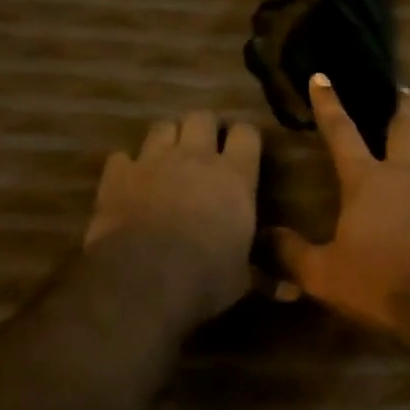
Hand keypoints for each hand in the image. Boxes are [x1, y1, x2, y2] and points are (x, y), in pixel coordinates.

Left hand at [86, 110, 261, 326]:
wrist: (142, 279)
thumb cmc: (204, 278)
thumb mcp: (241, 279)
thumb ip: (261, 273)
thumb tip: (292, 293)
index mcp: (235, 176)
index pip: (247, 133)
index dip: (244, 137)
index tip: (243, 149)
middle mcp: (195, 157)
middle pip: (202, 116)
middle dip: (205, 127)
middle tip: (205, 147)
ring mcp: (153, 161)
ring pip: (162, 126)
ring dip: (168, 138)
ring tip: (168, 156)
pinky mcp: (117, 175)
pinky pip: (121, 157)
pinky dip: (127, 166)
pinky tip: (129, 181)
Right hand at [273, 76, 409, 346]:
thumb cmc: (380, 280)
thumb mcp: (324, 273)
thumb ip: (291, 254)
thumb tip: (262, 237)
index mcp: (367, 180)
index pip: (342, 132)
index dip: (328, 104)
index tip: (322, 77)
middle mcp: (403, 178)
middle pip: (403, 131)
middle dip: (399, 108)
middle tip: (402, 89)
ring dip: (409, 151)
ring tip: (399, 153)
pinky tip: (409, 207)